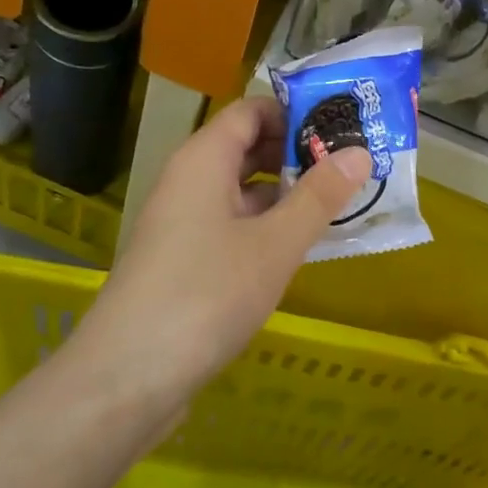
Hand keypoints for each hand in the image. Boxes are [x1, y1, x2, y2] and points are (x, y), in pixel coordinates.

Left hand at [75, 97, 371, 400]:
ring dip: (287, 193)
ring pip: (242, 190)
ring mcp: (184, 222)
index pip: (251, 110)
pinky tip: (302, 246)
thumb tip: (360, 151)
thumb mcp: (274, 244)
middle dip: (297, 153)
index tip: (344, 126)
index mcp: (204, 159)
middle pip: (247, 147)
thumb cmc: (206, 294)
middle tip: (354, 166)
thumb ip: (319, 197)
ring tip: (342, 203)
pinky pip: (233, 225)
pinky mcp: (185, 260)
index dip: (296, 113)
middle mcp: (189, 180)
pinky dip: (268, 227)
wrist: (128, 376)